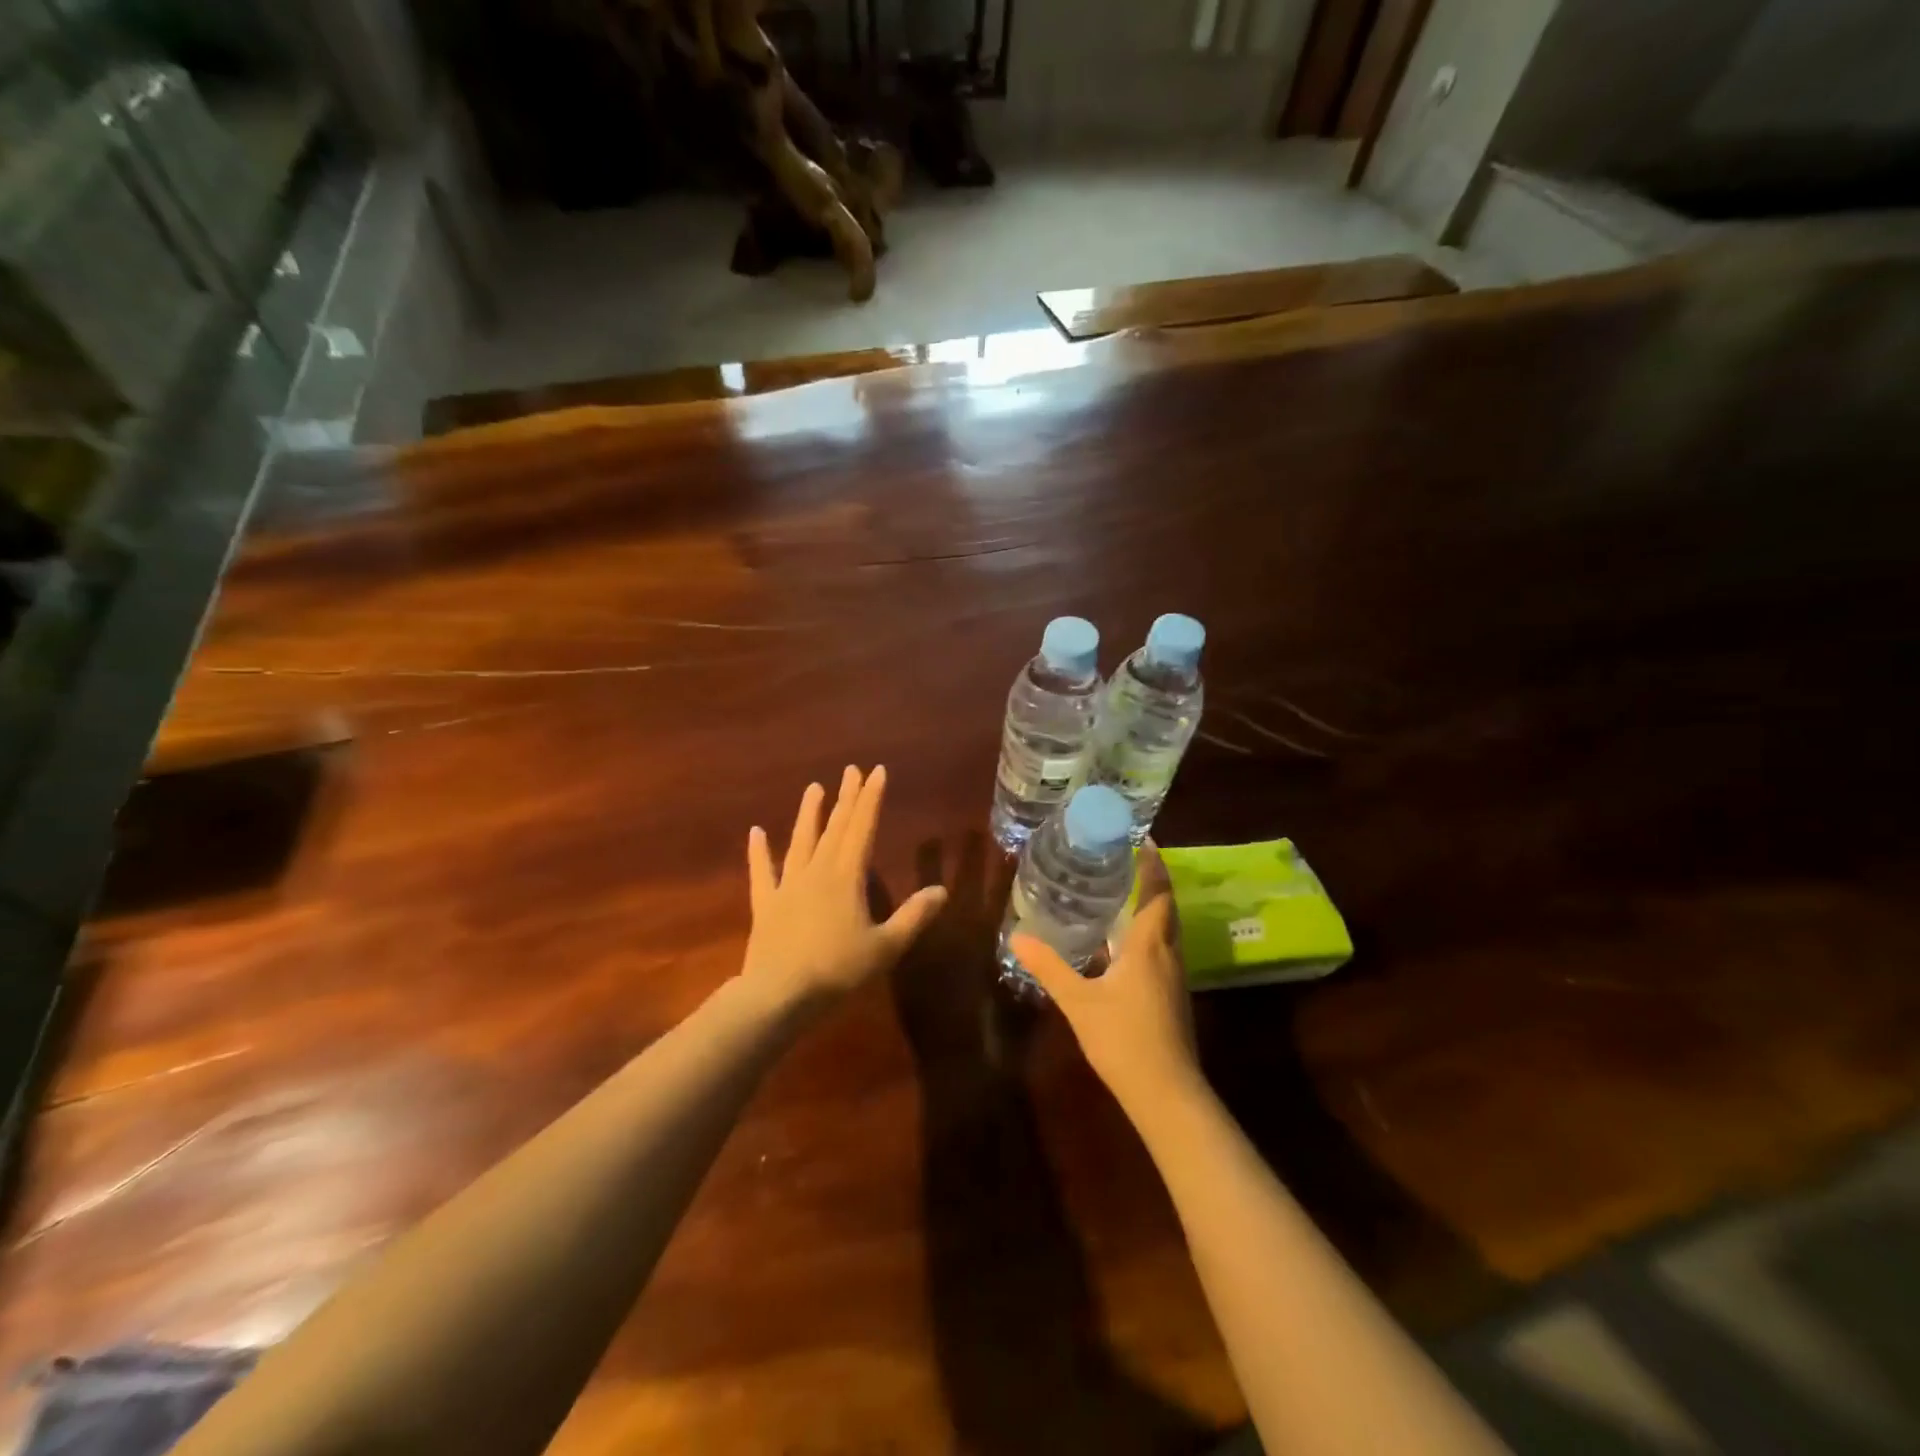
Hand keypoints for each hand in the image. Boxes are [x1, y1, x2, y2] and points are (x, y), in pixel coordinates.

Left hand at [741, 766, 947, 1013]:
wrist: (779, 994)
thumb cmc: (838, 970)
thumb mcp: (886, 947)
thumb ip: (914, 917)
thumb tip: (941, 891)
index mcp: (847, 877)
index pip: (863, 829)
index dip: (871, 799)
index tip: (876, 772)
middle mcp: (817, 872)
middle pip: (835, 828)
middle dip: (846, 798)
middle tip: (851, 770)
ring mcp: (788, 886)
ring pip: (801, 842)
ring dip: (808, 815)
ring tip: (813, 788)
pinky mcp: (766, 904)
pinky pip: (762, 872)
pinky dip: (759, 853)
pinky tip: (756, 833)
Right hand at [1011, 846, 1200, 1111]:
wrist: (1167, 1094)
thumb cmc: (1124, 1039)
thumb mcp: (1079, 1001)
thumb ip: (1050, 967)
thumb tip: (1017, 936)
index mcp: (1149, 945)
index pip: (1157, 891)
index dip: (1152, 863)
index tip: (1141, 837)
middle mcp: (1168, 952)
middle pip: (1165, 905)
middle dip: (1149, 879)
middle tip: (1121, 857)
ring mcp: (1173, 975)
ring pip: (1163, 928)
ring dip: (1148, 905)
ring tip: (1116, 890)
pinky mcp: (1170, 995)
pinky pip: (1159, 948)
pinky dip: (1143, 932)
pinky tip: (1117, 941)